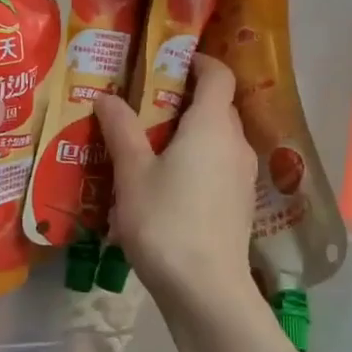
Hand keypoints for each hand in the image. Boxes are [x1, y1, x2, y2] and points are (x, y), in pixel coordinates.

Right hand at [96, 55, 255, 303]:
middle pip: (218, 106)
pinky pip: (220, 165)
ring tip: (150, 146)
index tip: (167, 63)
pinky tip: (169, 184)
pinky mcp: (240, 204)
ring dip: (190, 132)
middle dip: (185, 98)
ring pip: (218, 139)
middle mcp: (236, 143)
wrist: (206, 289)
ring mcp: (243, 176)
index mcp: (212, 126)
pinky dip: (198, 160)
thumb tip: (108, 98)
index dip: (197, 61)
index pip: (218, 75)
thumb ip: (122, 131)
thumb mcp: (132, 174)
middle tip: (144, 106)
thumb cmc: (164, 222)